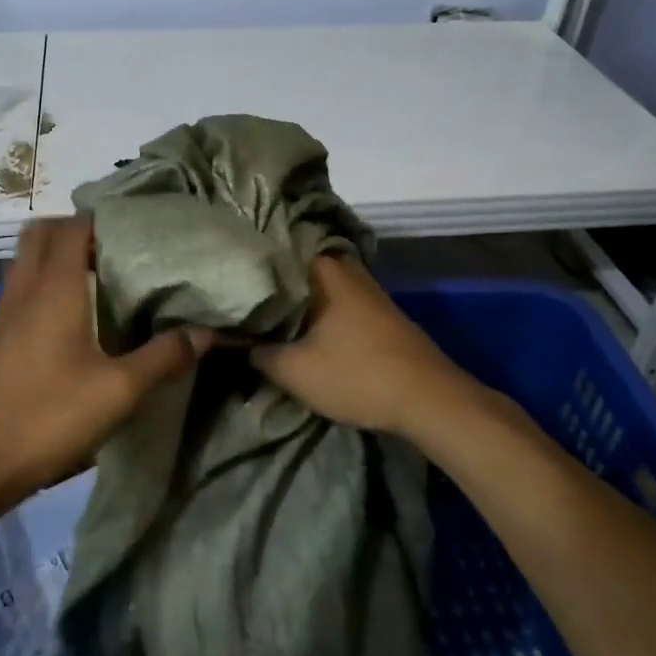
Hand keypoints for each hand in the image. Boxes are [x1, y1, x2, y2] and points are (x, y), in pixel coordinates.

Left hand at [0, 216, 208, 506]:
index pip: (73, 227)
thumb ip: (163, 358)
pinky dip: (41, 283)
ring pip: (26, 260)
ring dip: (54, 255)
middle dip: (74, 229)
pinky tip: (68, 317)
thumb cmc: (47, 417)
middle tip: (112, 247)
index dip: (101, 218)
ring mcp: (4, 313)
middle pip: (41, 233)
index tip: (134, 227)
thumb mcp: (118, 392)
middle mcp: (25, 289)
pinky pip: (19, 288)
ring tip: (94, 275)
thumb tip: (206, 332)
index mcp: (55, 288)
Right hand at [252, 256, 469, 437]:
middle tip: (243, 302)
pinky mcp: (380, 311)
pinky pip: (337, 301)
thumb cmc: (356, 375)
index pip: (273, 257)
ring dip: (297, 302)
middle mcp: (345, 268)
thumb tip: (236, 340)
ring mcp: (367, 288)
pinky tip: (305, 330)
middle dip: (272, 286)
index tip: (226, 285)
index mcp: (322, 269)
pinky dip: (319, 312)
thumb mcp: (294, 371)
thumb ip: (258, 352)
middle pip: (296, 271)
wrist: (429, 399)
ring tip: (267, 318)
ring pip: (318, 287)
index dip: (248, 272)